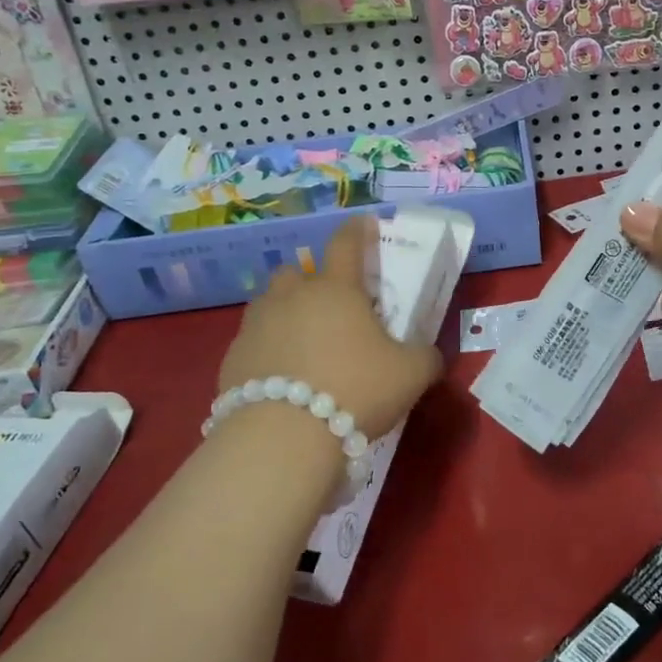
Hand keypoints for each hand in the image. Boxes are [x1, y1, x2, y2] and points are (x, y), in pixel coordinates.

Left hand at [217, 215, 442, 442]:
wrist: (284, 437)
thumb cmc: (356, 390)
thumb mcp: (411, 375)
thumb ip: (425, 357)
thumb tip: (428, 355)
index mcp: (336, 289)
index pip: (346, 243)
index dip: (357, 230)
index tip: (364, 224)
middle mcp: (292, 296)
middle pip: (297, 271)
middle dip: (311, 280)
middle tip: (331, 308)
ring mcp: (257, 324)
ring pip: (269, 303)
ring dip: (285, 313)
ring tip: (303, 343)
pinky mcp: (232, 357)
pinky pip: (252, 341)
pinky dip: (266, 350)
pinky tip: (280, 379)